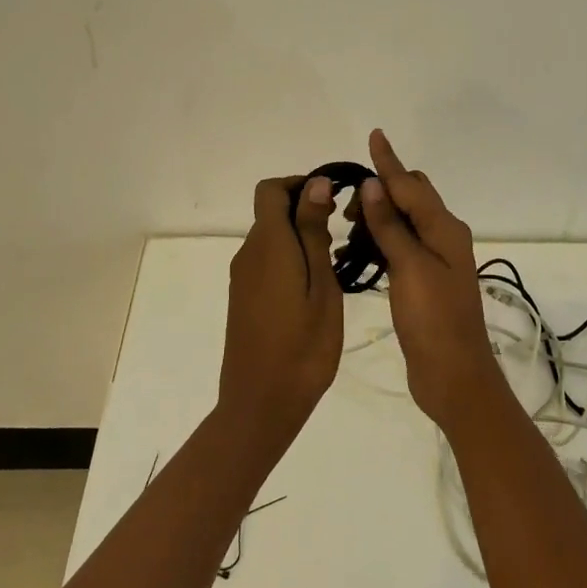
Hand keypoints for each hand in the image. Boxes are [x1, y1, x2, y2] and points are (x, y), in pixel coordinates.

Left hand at [220, 175, 342, 438]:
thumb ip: (314, 232)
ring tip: (335, 264)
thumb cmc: (303, 346)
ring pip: (271, 238)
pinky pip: (266, 262)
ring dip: (300, 238)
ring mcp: (242, 277)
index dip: (300, 185)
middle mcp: (249, 253)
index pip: (271, 189)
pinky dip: (290, 260)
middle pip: (271, 212)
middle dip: (305, 211)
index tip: (333, 202)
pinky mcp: (243, 297)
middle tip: (344, 236)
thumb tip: (315, 183)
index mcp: (268, 244)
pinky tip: (314, 288)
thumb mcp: (321, 286)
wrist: (261, 404)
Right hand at [357, 129, 499, 430]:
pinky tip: (360, 249)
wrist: (454, 375)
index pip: (411, 184)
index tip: (374, 135)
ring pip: (406, 220)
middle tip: (347, 203)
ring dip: (379, 215)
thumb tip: (374, 185)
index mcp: (445, 229)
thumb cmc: (433, 320)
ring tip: (346, 226)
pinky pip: (402, 244)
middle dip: (381, 189)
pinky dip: (382, 238)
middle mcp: (444, 237)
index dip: (389, 161)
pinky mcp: (426, 280)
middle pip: (412, 197)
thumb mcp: (409, 268)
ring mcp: (437, 260)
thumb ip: (391, 226)